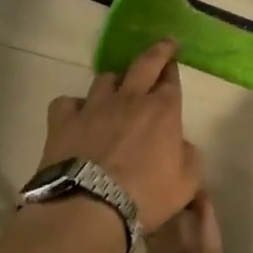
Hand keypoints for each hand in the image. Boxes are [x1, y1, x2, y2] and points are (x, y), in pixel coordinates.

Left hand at [40, 40, 202, 231]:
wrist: (90, 207)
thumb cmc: (146, 196)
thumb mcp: (187, 183)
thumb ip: (189, 158)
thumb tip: (181, 146)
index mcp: (163, 111)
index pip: (171, 80)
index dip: (172, 69)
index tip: (173, 61)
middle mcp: (129, 100)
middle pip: (144, 64)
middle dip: (157, 51)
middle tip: (163, 44)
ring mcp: (93, 107)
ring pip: (104, 78)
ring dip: (114, 81)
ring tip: (116, 89)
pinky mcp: (63, 121)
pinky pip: (67, 102)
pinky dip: (74, 105)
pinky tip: (77, 115)